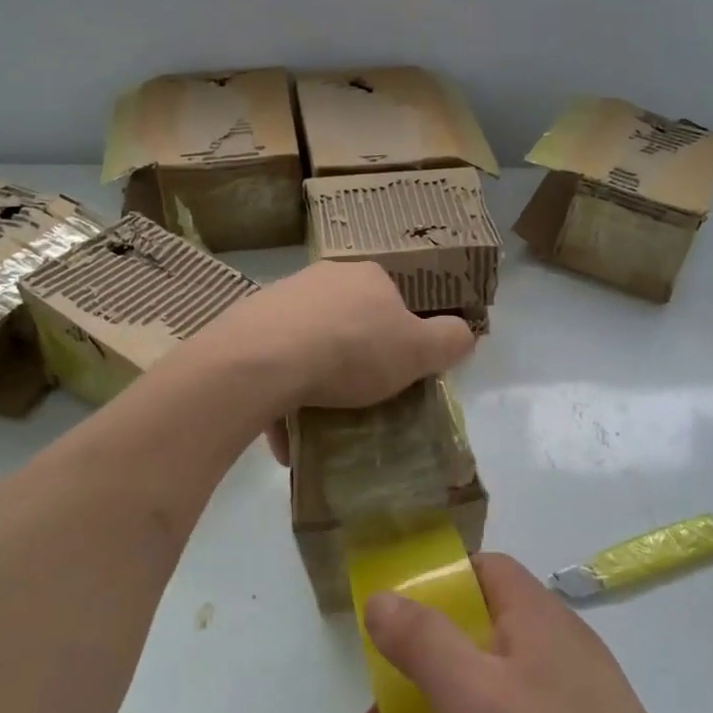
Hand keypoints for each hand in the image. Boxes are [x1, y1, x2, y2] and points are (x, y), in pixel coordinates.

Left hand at [197, 262, 473, 459]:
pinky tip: (287, 435)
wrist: (265, 359)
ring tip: (322, 421)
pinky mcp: (248, 327)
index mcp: (367, 277)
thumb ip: (449, 340)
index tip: (398, 372)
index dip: (400, 337)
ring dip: (317, 380)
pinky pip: (275, 365)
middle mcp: (323, 278)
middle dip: (356, 357)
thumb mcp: (418, 351)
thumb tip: (464, 334)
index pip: (393, 301)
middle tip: (362, 396)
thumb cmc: (353, 350)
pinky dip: (284, 397)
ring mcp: (281, 300)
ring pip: (309, 343)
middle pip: (349, 321)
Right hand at [343, 554, 712, 712]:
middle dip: (405, 691)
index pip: (482, 572)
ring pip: (476, 706)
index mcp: (536, 620)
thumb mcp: (471, 698)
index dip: (434, 588)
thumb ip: (421, 640)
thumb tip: (382, 597)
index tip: (391, 625)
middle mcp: (552, 656)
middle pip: (465, 647)